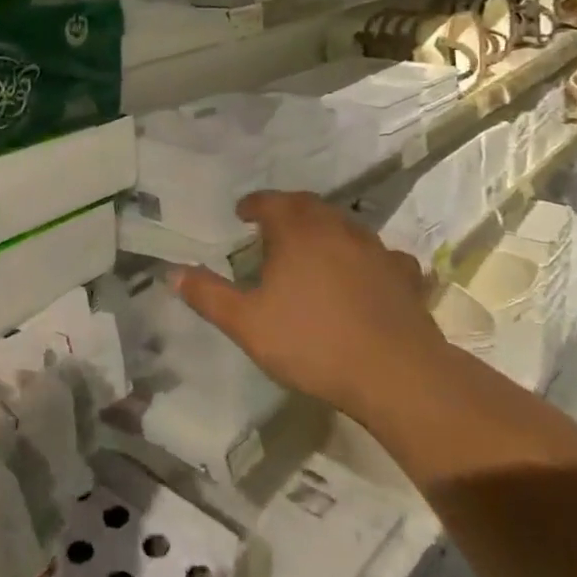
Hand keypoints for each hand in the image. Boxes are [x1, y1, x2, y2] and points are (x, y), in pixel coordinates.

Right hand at [174, 191, 445, 419]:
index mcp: (297, 231)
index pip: (271, 201)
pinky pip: (382, 255)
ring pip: (345, 225)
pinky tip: (366, 273)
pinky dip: (367, 257)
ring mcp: (375, 249)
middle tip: (273, 226)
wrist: (396, 374)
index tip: (242, 213)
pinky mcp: (403, 275)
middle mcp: (336, 228)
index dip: (254, 204)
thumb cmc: (313, 342)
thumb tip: (172, 272)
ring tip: (314, 247)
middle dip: (288, 210)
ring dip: (326, 229)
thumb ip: (209, 296)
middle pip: (309, 205)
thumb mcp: (247, 324)